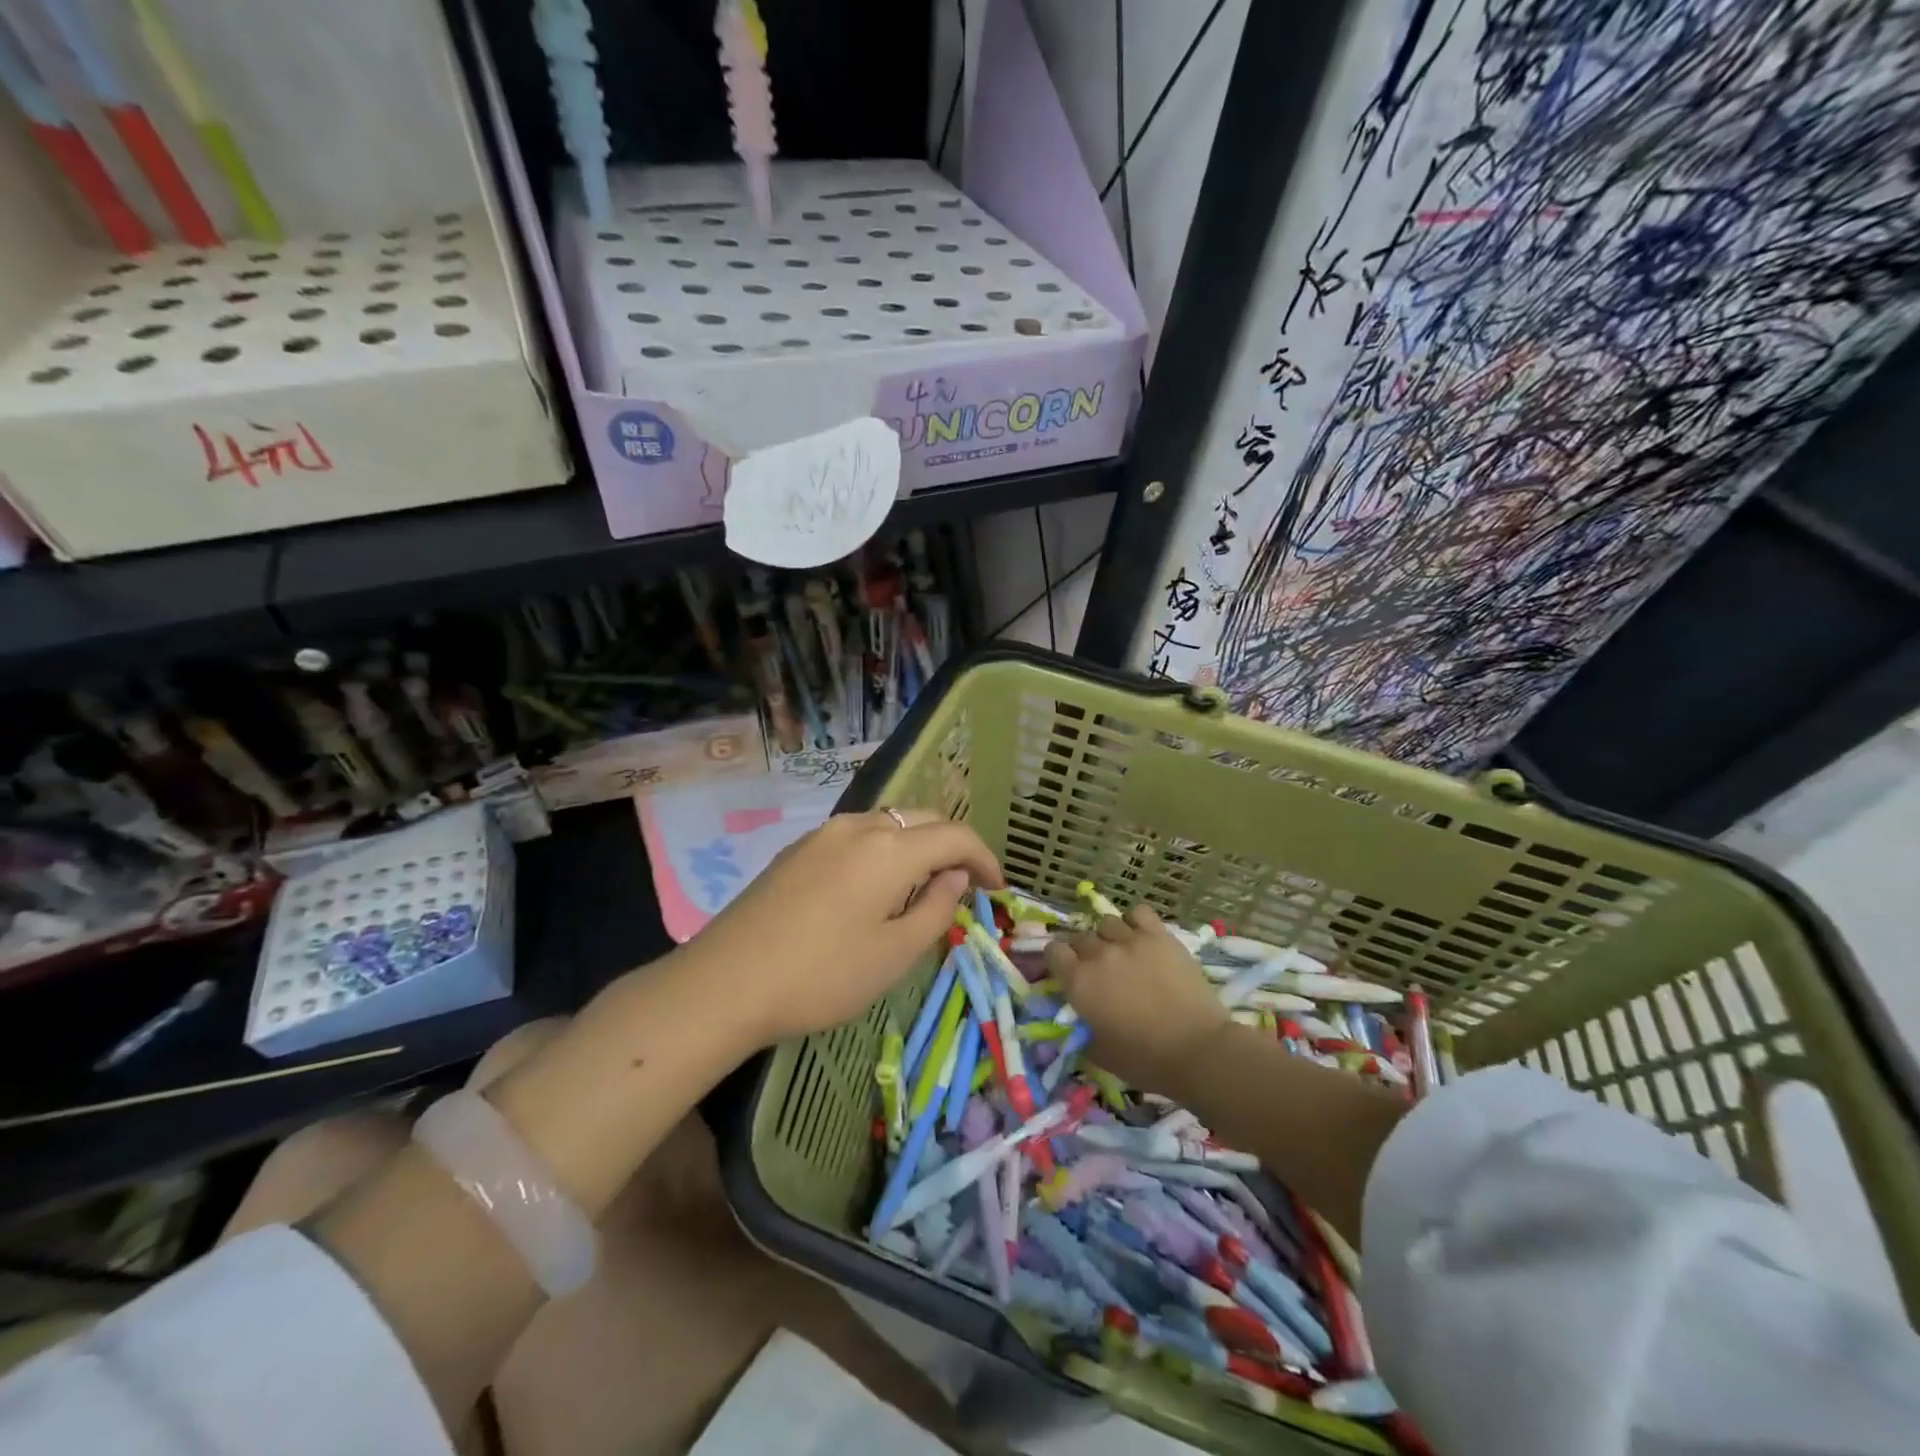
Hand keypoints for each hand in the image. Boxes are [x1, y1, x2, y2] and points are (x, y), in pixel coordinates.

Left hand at [681, 808, 1003, 1048]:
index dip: (984, 857)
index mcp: (890, 848)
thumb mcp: (894, 954)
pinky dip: (883, 851)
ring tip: (923, 887)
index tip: (997, 888)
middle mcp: (858, 826)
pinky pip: (857, 837)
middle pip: (922, 820)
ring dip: (916, 846)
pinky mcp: (797, 849)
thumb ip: (935, 909)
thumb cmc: (822, 975)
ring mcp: (823, 834)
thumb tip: (953, 877)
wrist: (725, 983)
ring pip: (888, 824)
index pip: (955, 835)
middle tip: (966, 885)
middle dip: (952, 847)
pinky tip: (876, 887)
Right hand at [1043, 903, 1228, 1096]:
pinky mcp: (1159, 936)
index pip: (1053, 951)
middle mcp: (1099, 954)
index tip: (1068, 972)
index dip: (1058, 960)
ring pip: (1107, 922)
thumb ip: (1083, 1030)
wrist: (1197, 1050)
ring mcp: (1130, 940)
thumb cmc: (1145, 1060)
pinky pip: (1139, 913)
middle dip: (1084, 952)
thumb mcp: (1100, 1053)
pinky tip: (1142, 937)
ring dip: (1109, 936)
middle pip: (1080, 937)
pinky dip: (1136, 922)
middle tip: (1099, 970)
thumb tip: (1080, 1022)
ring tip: (1122, 952)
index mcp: (1078, 982)